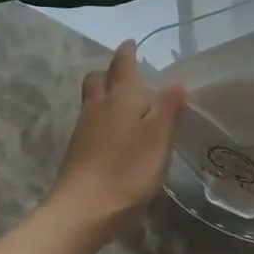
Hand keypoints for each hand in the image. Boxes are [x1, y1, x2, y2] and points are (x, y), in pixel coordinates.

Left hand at [45, 41, 185, 240]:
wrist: (82, 210)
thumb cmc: (127, 171)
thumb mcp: (159, 140)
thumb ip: (168, 110)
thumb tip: (175, 82)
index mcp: (121, 98)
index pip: (122, 65)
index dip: (127, 53)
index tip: (132, 44)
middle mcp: (98, 106)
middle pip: (98, 78)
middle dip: (110, 71)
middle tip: (127, 74)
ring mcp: (83, 128)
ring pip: (92, 99)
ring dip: (104, 94)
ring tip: (124, 103)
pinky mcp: (77, 150)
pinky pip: (89, 121)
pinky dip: (101, 117)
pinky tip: (114, 134)